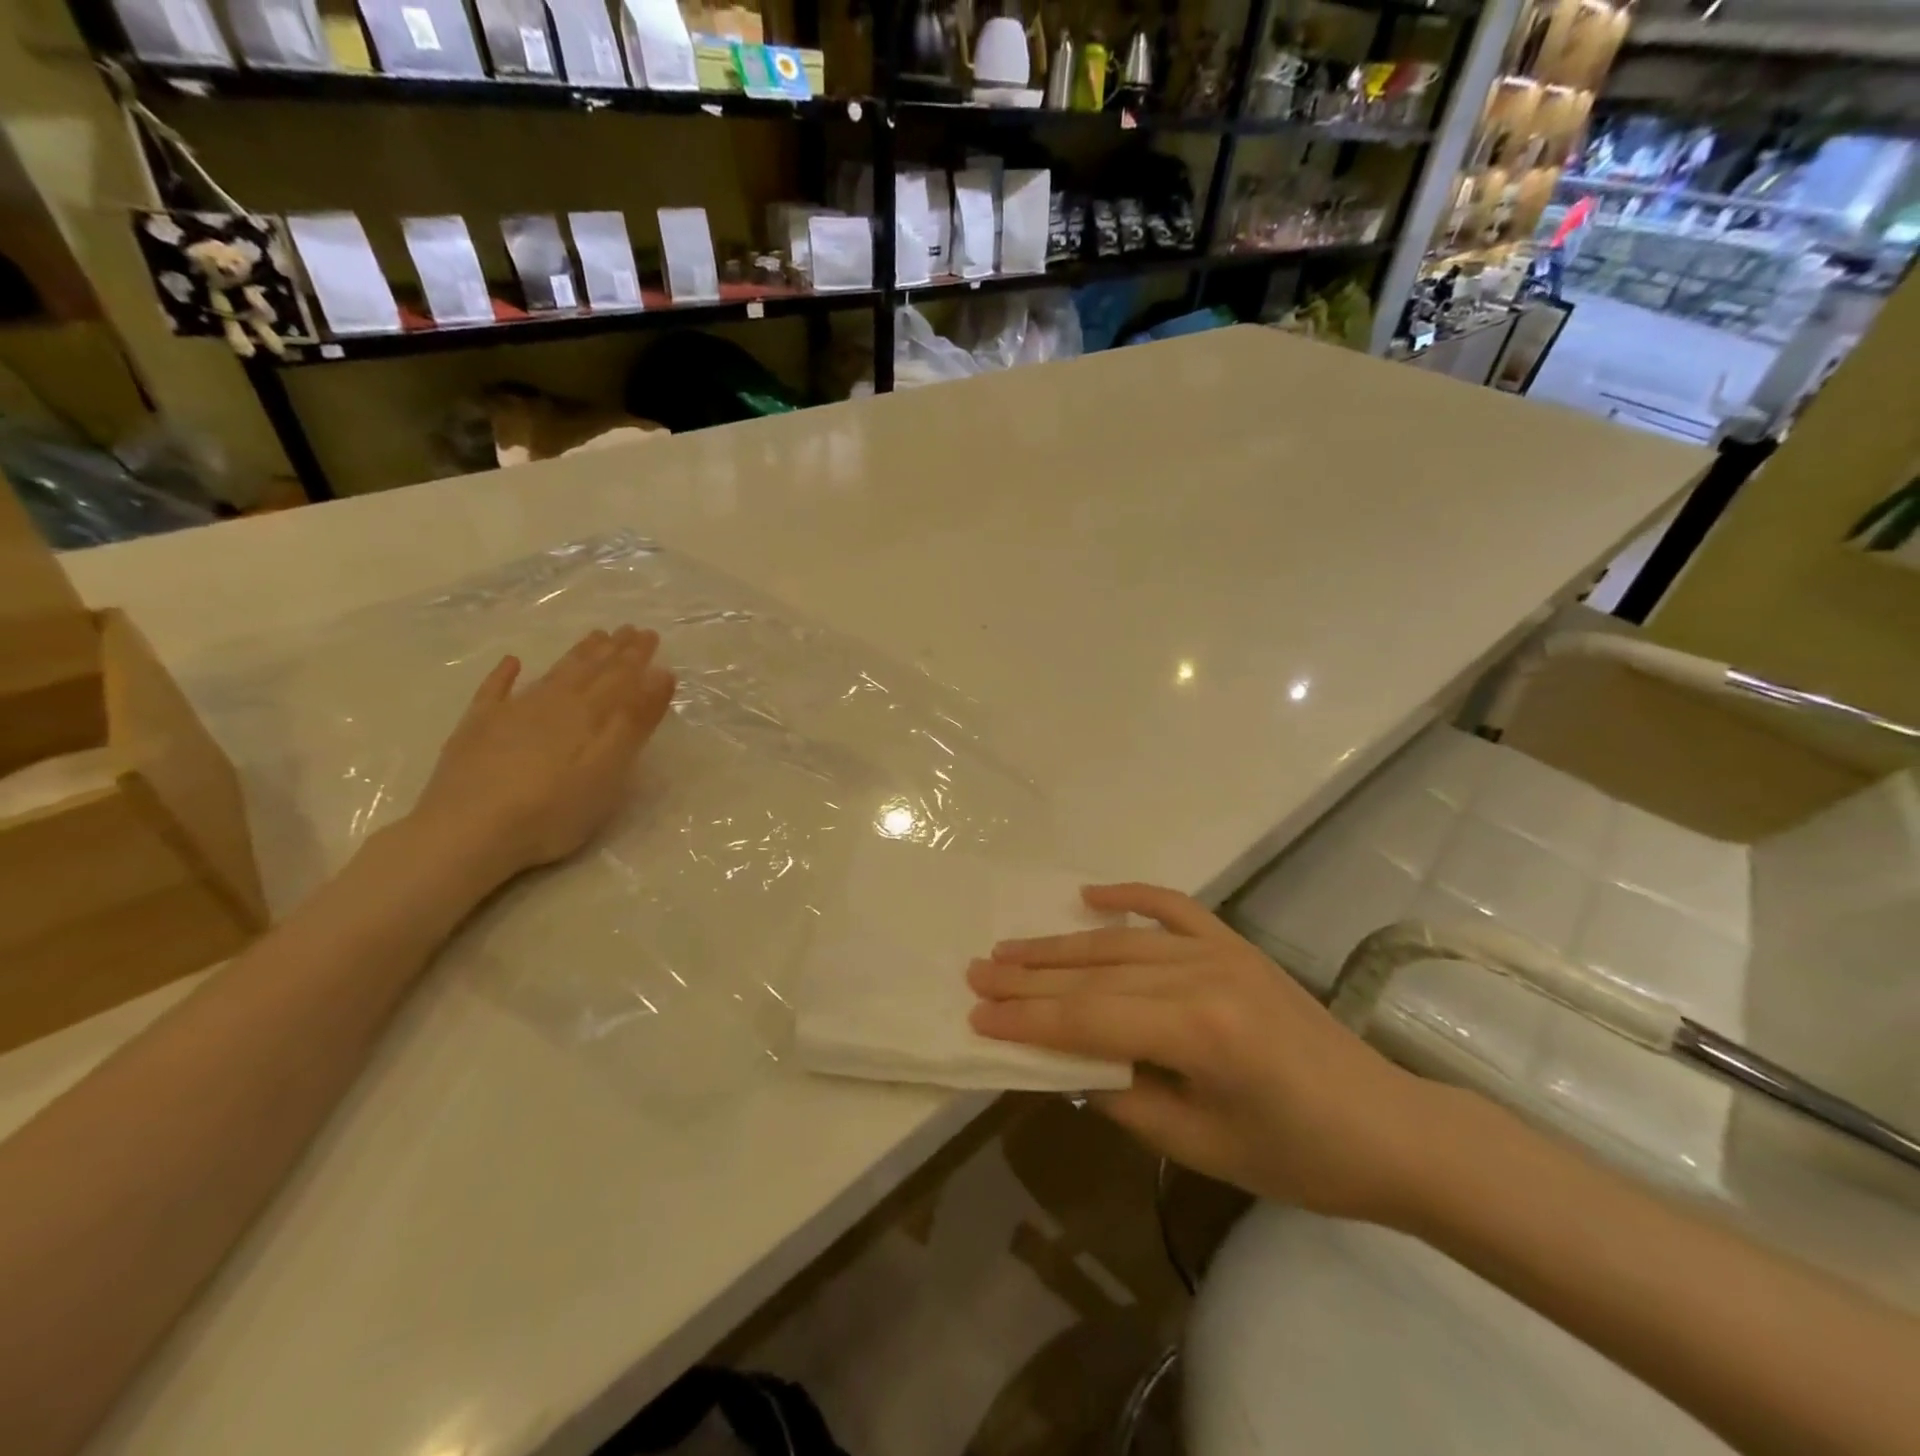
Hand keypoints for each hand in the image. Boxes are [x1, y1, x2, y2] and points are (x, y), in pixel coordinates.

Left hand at [410, 626, 676, 884]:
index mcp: (587, 715)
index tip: (650, 634)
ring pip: (551, 676)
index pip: (618, 678)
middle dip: (611, 651)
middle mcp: (551, 705)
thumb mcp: (608, 768)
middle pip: (587, 671)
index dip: (636, 657)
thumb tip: (660, 673)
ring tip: (594, 637)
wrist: (467, 833)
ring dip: (575, 656)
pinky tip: (512, 662)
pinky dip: (504, 675)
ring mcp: (510, 715)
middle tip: (629, 629)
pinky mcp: (476, 731)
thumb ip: (635, 722)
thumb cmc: (552, 810)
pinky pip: (493, 693)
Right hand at [969, 883, 1441, 1223]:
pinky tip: (1091, 893)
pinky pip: (1174, 907)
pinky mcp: (1236, 945)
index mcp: (1199, 1031)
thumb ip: (1124, 1097)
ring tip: (1011, 948)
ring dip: (1061, 945)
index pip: (1089, 1019)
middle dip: (1030, 977)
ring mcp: (1222, 951)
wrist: (1390, 1128)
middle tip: (977, 971)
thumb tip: (1064, 1065)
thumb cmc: (1299, 1157)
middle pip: (1096, 973)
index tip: (977, 1012)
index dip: (1028, 1019)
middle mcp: (1204, 975)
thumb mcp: (1200, 1146)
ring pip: (1122, 942)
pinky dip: (1129, 896)